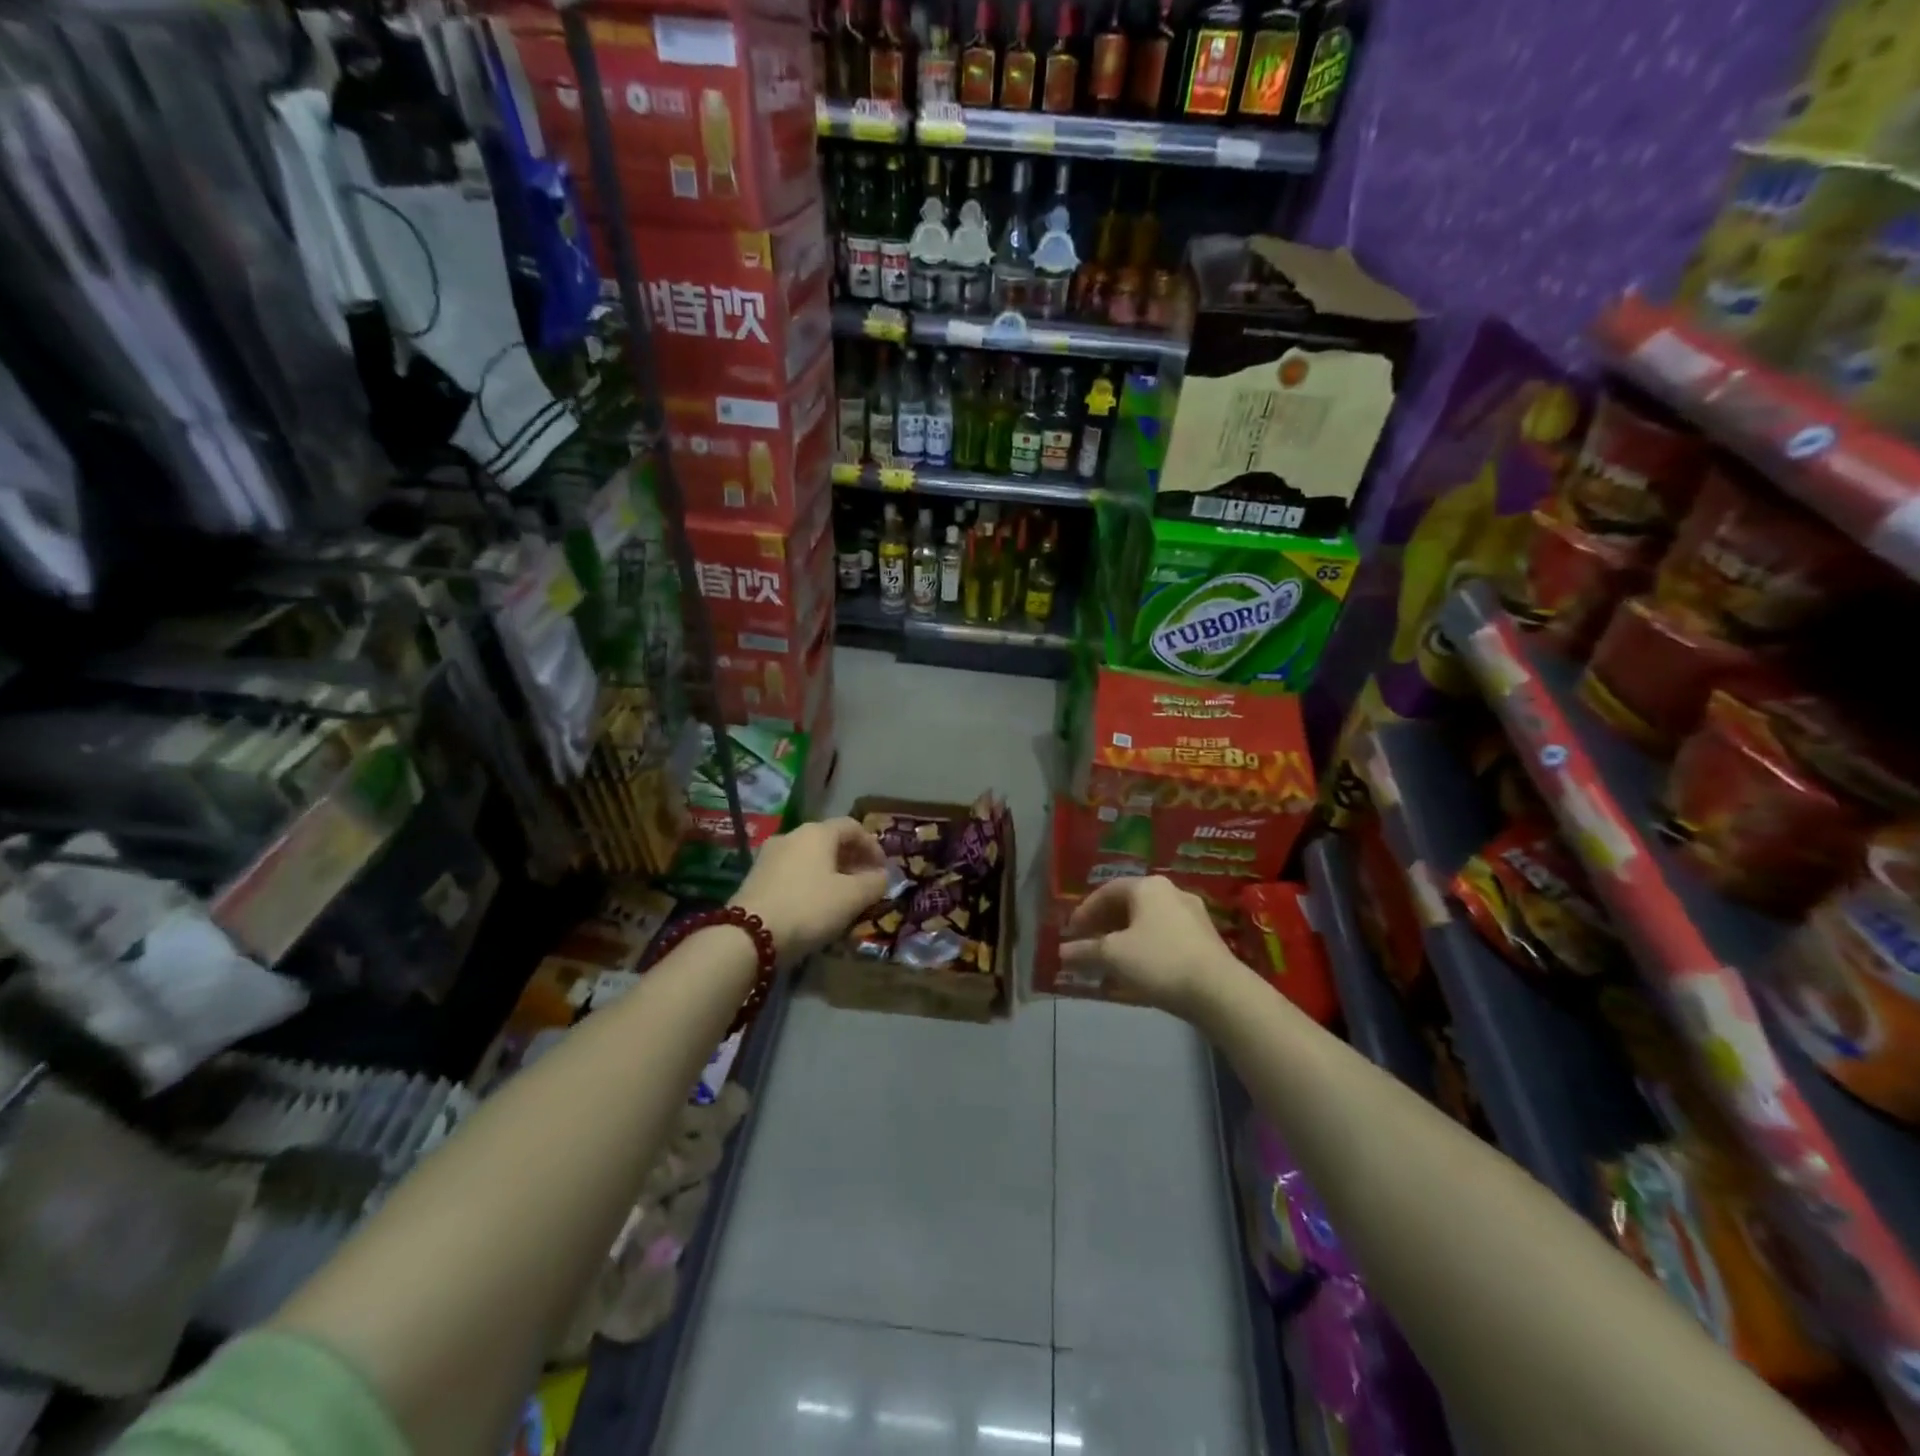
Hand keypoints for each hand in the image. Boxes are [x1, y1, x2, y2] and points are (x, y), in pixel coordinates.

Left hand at [731, 817, 889, 967]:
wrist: (749, 936)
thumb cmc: (808, 908)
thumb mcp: (852, 898)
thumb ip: (874, 884)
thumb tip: (882, 876)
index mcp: (817, 833)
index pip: (852, 827)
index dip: (872, 846)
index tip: (883, 869)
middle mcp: (792, 835)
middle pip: (829, 841)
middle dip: (851, 861)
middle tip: (865, 884)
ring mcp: (769, 856)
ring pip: (809, 858)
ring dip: (830, 873)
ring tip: (842, 898)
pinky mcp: (755, 878)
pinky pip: (792, 873)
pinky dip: (809, 883)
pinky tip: (814, 906)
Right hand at [1060, 876, 1238, 1019]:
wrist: (1218, 990)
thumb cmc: (1159, 961)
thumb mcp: (1113, 955)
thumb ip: (1086, 951)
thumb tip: (1063, 952)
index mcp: (1147, 887)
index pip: (1107, 891)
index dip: (1085, 911)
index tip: (1071, 932)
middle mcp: (1171, 892)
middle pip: (1129, 905)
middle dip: (1105, 925)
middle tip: (1088, 944)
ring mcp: (1192, 915)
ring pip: (1148, 923)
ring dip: (1125, 939)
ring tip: (1110, 961)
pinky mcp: (1205, 939)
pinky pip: (1165, 937)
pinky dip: (1146, 949)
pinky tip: (1138, 971)